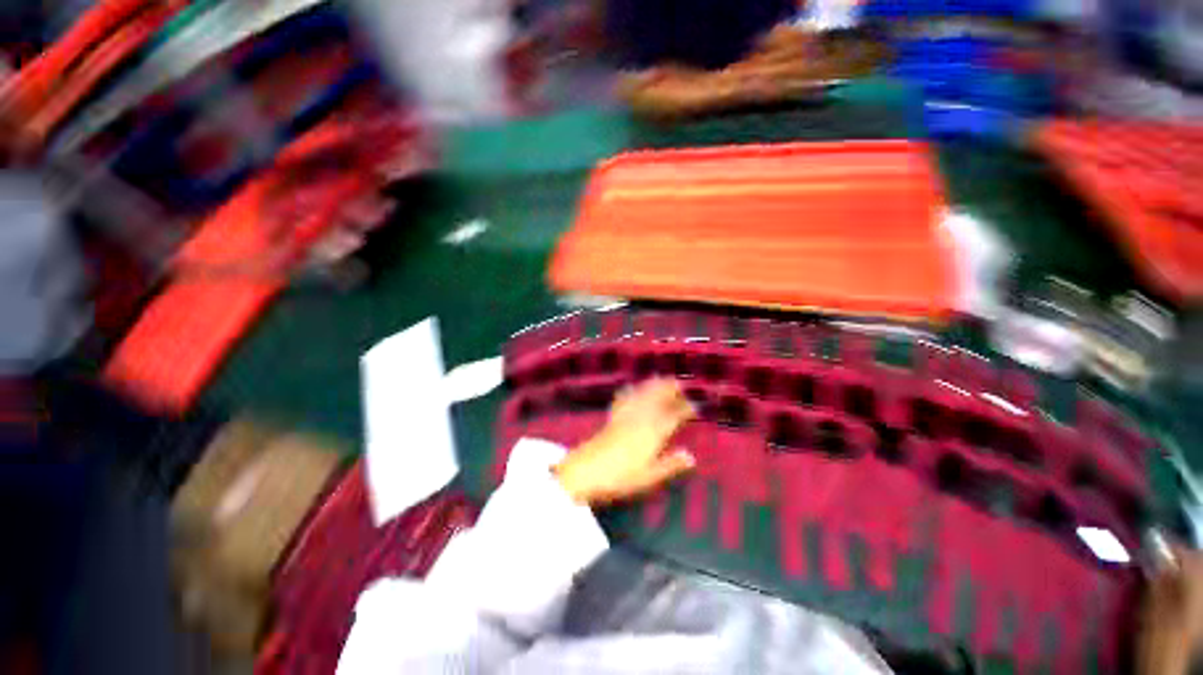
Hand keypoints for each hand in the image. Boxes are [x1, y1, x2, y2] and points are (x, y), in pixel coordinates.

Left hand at [554, 379, 696, 505]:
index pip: (674, 415)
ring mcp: (627, 413)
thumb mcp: (650, 475)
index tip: (695, 405)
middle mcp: (643, 417)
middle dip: (670, 388)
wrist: (589, 469)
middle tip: (680, 384)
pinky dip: (632, 389)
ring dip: (654, 384)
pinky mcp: (613, 415)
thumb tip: (691, 457)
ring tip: (662, 379)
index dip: (686, 408)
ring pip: (643, 393)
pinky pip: (625, 397)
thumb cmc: (622, 476)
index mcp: (655, 431)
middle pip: (659, 397)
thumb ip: (671, 464)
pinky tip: (632, 387)